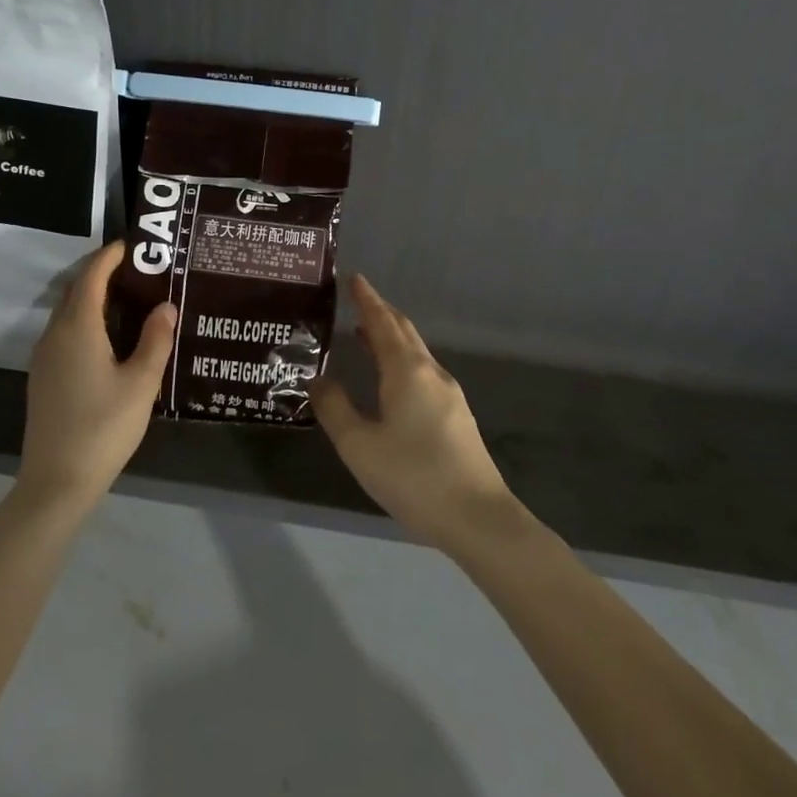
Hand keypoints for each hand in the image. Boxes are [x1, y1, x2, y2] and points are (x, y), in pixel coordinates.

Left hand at [17, 242, 176, 514]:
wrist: (56, 482)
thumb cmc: (103, 427)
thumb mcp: (141, 383)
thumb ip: (155, 340)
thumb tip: (166, 305)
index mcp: (78, 327)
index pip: (91, 275)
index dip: (110, 255)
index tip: (134, 245)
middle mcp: (56, 334)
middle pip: (76, 289)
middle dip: (103, 272)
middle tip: (140, 270)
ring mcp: (45, 356)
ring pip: (68, 311)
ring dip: (93, 296)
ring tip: (130, 299)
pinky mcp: (43, 376)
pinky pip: (64, 331)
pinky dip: (86, 319)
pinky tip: (110, 337)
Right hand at [309, 275, 523, 554]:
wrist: (478, 518)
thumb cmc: (413, 476)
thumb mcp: (359, 445)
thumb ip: (334, 408)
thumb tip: (318, 378)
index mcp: (407, 371)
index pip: (383, 322)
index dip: (367, 299)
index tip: (354, 279)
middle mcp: (431, 373)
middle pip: (404, 331)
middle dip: (381, 313)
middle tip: (357, 301)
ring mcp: (449, 394)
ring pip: (415, 352)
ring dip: (391, 337)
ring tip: (365, 335)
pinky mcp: (456, 416)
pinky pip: (422, 372)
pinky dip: (401, 360)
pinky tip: (390, 380)